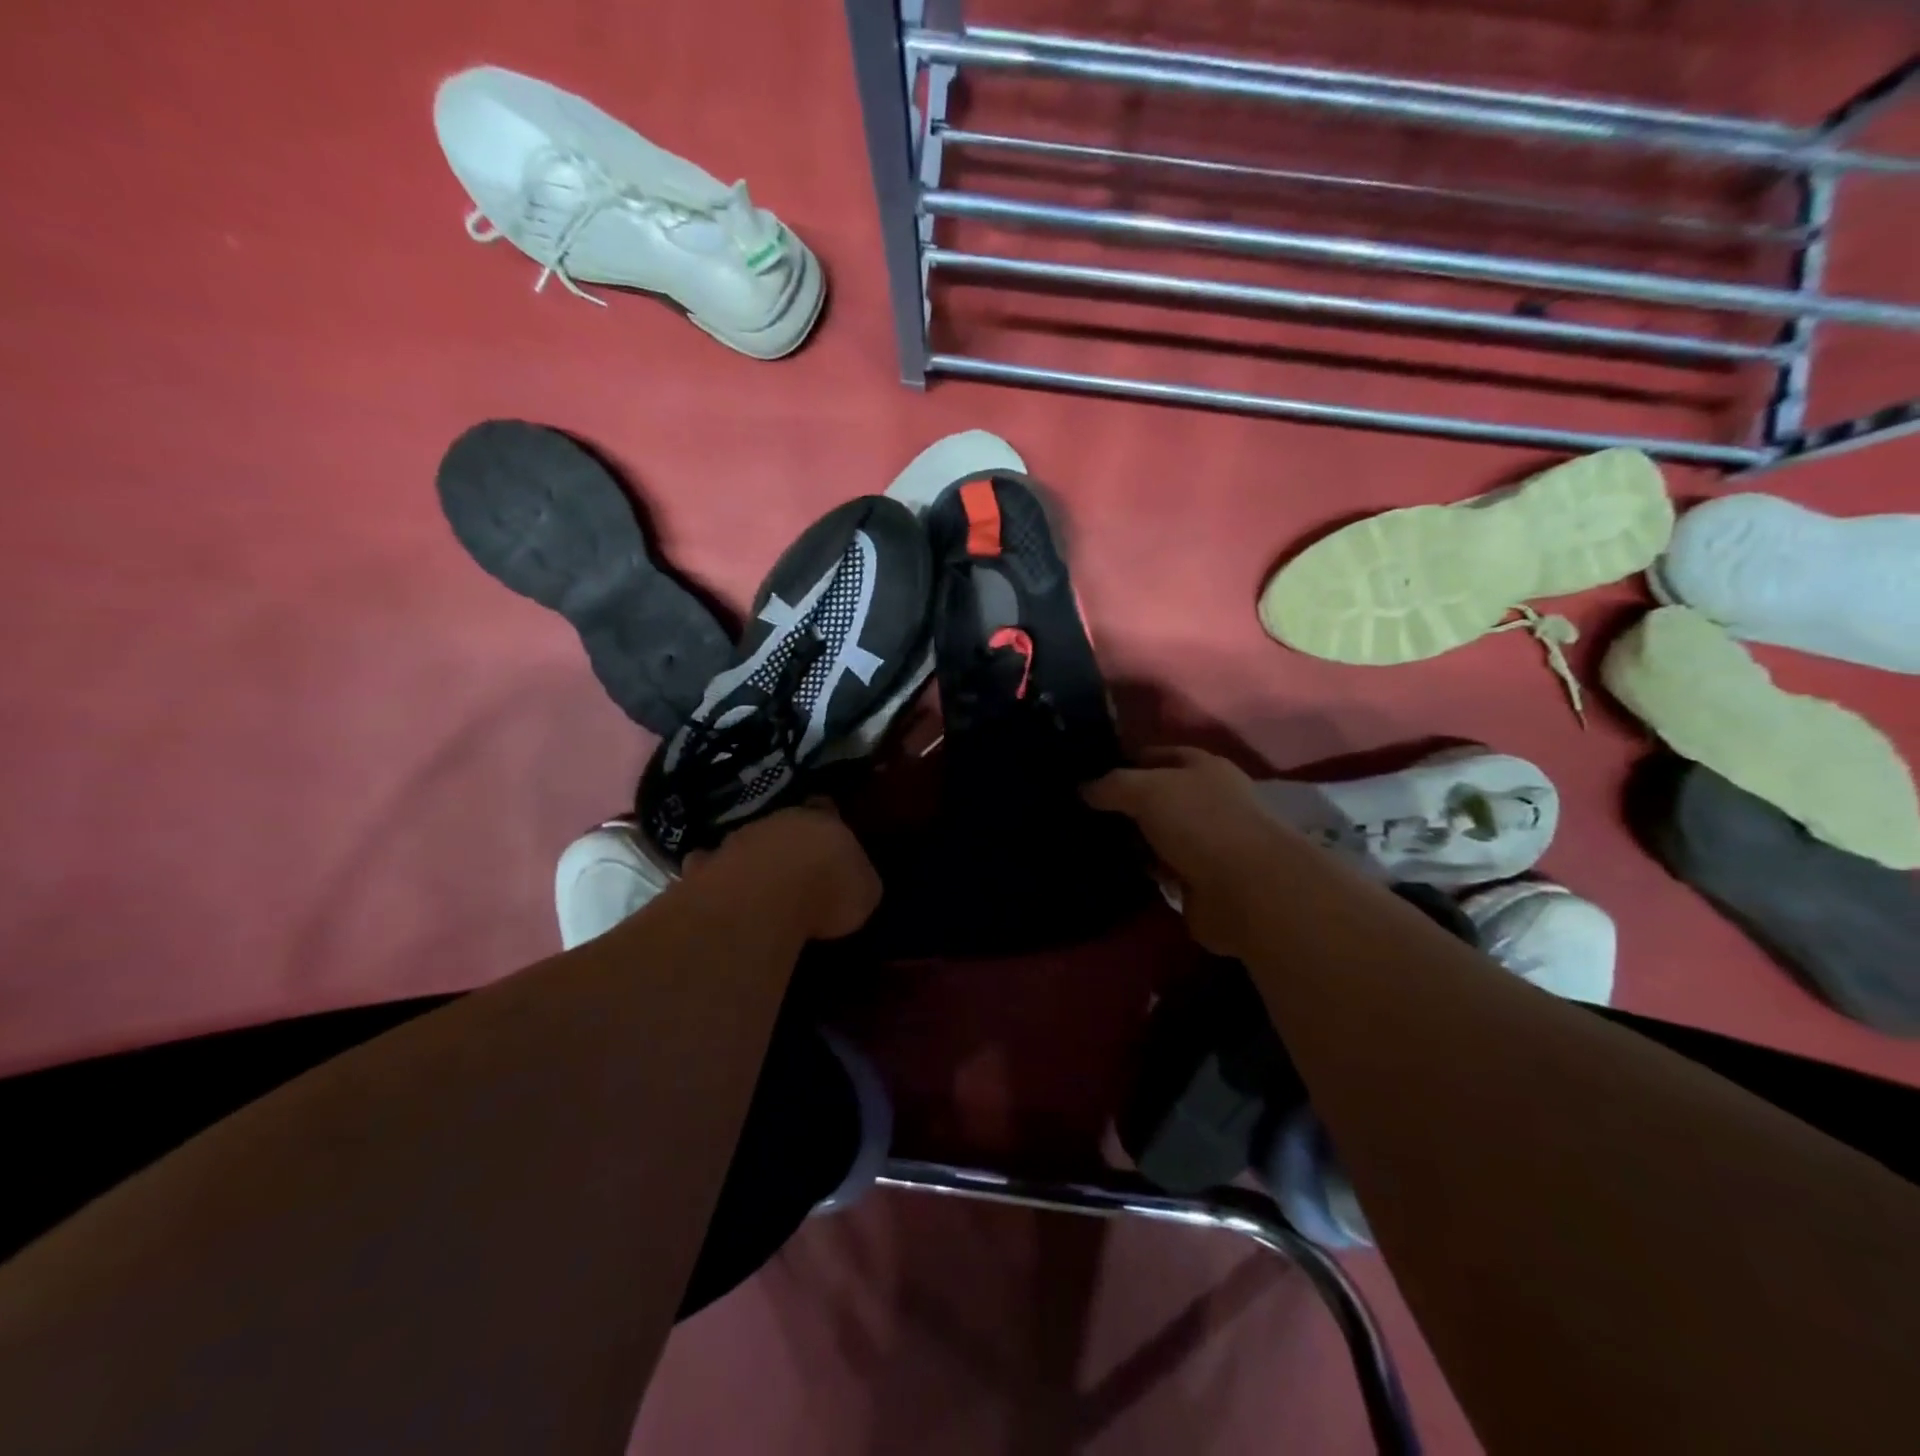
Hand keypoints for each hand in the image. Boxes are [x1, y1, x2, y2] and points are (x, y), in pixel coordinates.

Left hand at [701, 800, 881, 941]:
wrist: (763, 898)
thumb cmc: (827, 890)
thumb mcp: (865, 892)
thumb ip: (858, 881)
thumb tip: (854, 883)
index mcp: (823, 819)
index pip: (827, 807)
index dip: (828, 820)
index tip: (829, 833)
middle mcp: (778, 820)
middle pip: (783, 823)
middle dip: (787, 840)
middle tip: (796, 864)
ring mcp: (737, 840)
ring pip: (745, 841)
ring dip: (752, 857)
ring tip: (758, 883)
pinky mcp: (704, 867)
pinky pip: (708, 868)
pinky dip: (713, 877)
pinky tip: (718, 894)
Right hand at [1084, 747, 1298, 958]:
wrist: (1247, 891)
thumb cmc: (1200, 823)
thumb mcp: (1147, 789)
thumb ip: (1112, 785)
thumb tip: (1083, 788)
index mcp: (1203, 767)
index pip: (1157, 755)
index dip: (1125, 761)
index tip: (1088, 774)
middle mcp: (1208, 801)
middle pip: (1157, 796)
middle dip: (1124, 804)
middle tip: (1081, 811)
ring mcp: (1207, 842)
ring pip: (1158, 834)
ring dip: (1132, 840)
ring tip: (1089, 842)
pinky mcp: (1200, 880)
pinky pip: (1161, 868)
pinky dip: (1143, 870)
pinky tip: (1114, 869)